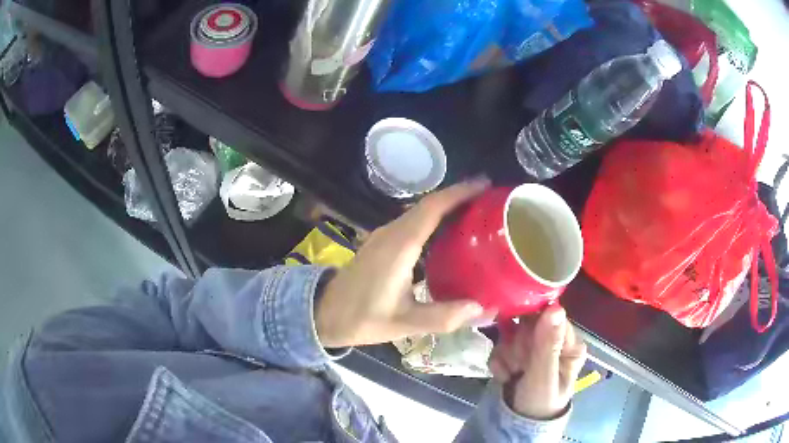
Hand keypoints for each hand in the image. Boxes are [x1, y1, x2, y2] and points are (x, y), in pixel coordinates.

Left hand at [315, 178, 491, 348]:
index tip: (485, 184)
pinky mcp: (381, 243)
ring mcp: (384, 236)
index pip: (432, 208)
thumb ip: (443, 316)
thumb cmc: (361, 318)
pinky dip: (434, 220)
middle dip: (459, 197)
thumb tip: (484, 307)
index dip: (459, 193)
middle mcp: (391, 233)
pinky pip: (412, 222)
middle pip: (428, 204)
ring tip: (476, 213)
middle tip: (489, 200)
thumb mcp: (404, 323)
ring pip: (419, 212)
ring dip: (447, 207)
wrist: (323, 314)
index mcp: (399, 246)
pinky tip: (448, 233)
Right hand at [489, 305, 586, 419]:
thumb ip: (547, 344)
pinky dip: (499, 362)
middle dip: (520, 347)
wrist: (516, 425)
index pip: (551, 317)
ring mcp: (534, 346)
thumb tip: (555, 307)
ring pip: (512, 333)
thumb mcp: (544, 376)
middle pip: (529, 323)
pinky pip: (501, 344)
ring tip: (514, 374)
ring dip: (508, 356)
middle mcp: (553, 341)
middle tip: (521, 367)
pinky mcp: (516, 353)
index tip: (527, 348)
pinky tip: (505, 376)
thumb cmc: (539, 402)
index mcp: (570, 343)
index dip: (535, 329)